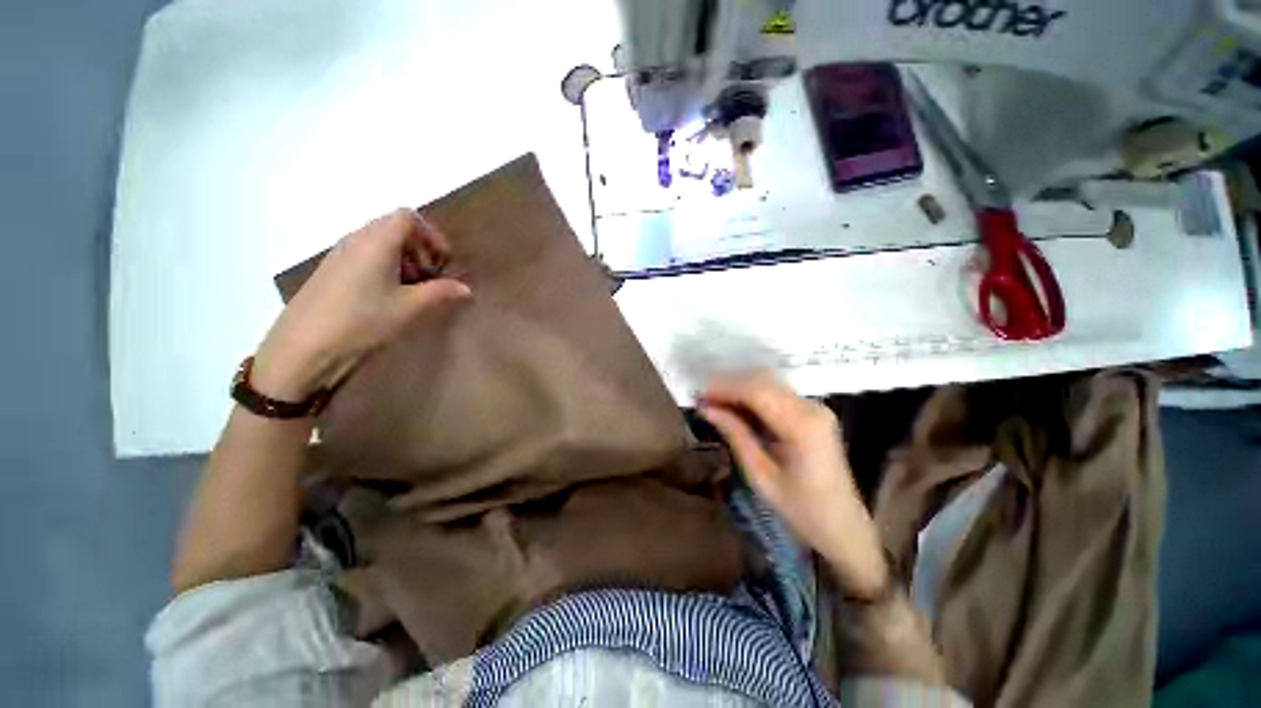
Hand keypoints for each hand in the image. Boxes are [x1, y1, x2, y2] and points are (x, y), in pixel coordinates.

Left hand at [252, 209, 469, 400]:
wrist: (304, 345)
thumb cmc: (363, 320)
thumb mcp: (410, 307)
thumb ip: (441, 293)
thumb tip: (466, 289)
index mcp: (377, 241)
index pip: (408, 217)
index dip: (431, 235)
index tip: (442, 262)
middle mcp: (357, 239)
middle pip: (395, 228)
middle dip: (420, 249)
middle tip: (430, 277)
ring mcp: (341, 254)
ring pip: (381, 242)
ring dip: (404, 260)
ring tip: (411, 290)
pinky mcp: (332, 270)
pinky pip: (366, 255)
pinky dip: (385, 267)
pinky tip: (387, 296)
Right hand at [699, 373, 888, 598]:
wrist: (843, 526)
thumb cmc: (801, 509)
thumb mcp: (760, 475)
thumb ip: (735, 434)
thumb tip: (706, 407)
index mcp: (802, 425)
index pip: (756, 391)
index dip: (725, 388)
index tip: (699, 394)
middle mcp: (812, 407)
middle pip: (763, 381)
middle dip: (729, 385)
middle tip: (703, 398)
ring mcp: (815, 407)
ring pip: (769, 384)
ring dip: (740, 388)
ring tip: (714, 402)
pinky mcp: (812, 413)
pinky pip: (777, 394)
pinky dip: (753, 396)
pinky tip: (736, 407)